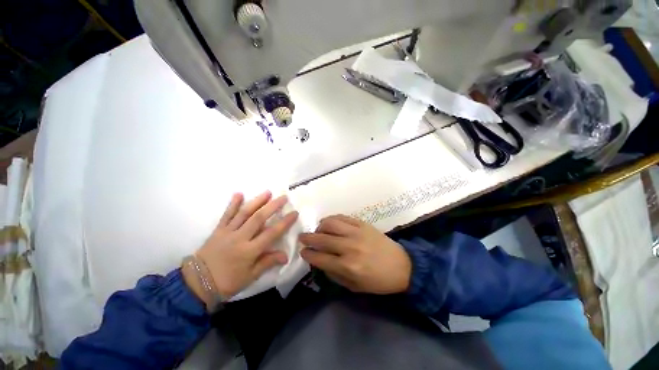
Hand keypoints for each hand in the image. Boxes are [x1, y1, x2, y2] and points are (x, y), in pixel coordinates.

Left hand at [183, 191, 297, 305]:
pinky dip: (233, 204)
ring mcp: (228, 232)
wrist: (197, 283)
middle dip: (273, 206)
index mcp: (250, 250)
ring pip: (244, 213)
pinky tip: (239, 194)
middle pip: (259, 218)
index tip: (294, 213)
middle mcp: (240, 238)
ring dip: (257, 201)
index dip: (284, 222)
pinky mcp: (218, 230)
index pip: (272, 233)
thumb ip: (267, 262)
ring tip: (267, 192)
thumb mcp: (250, 276)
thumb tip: (285, 255)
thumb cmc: (227, 282)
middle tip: (283, 197)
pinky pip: (226, 215)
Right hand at [299, 215, 411, 294]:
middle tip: (302, 237)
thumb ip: (334, 274)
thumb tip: (320, 262)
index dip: (308, 254)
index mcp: (348, 266)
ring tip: (318, 230)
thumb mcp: (355, 287)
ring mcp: (356, 232)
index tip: (303, 252)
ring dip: (320, 226)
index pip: (320, 258)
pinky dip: (332, 219)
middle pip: (322, 239)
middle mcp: (349, 247)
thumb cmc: (378, 281)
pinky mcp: (363, 224)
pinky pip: (343, 217)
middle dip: (308, 238)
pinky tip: (330, 223)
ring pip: (330, 223)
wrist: (402, 265)